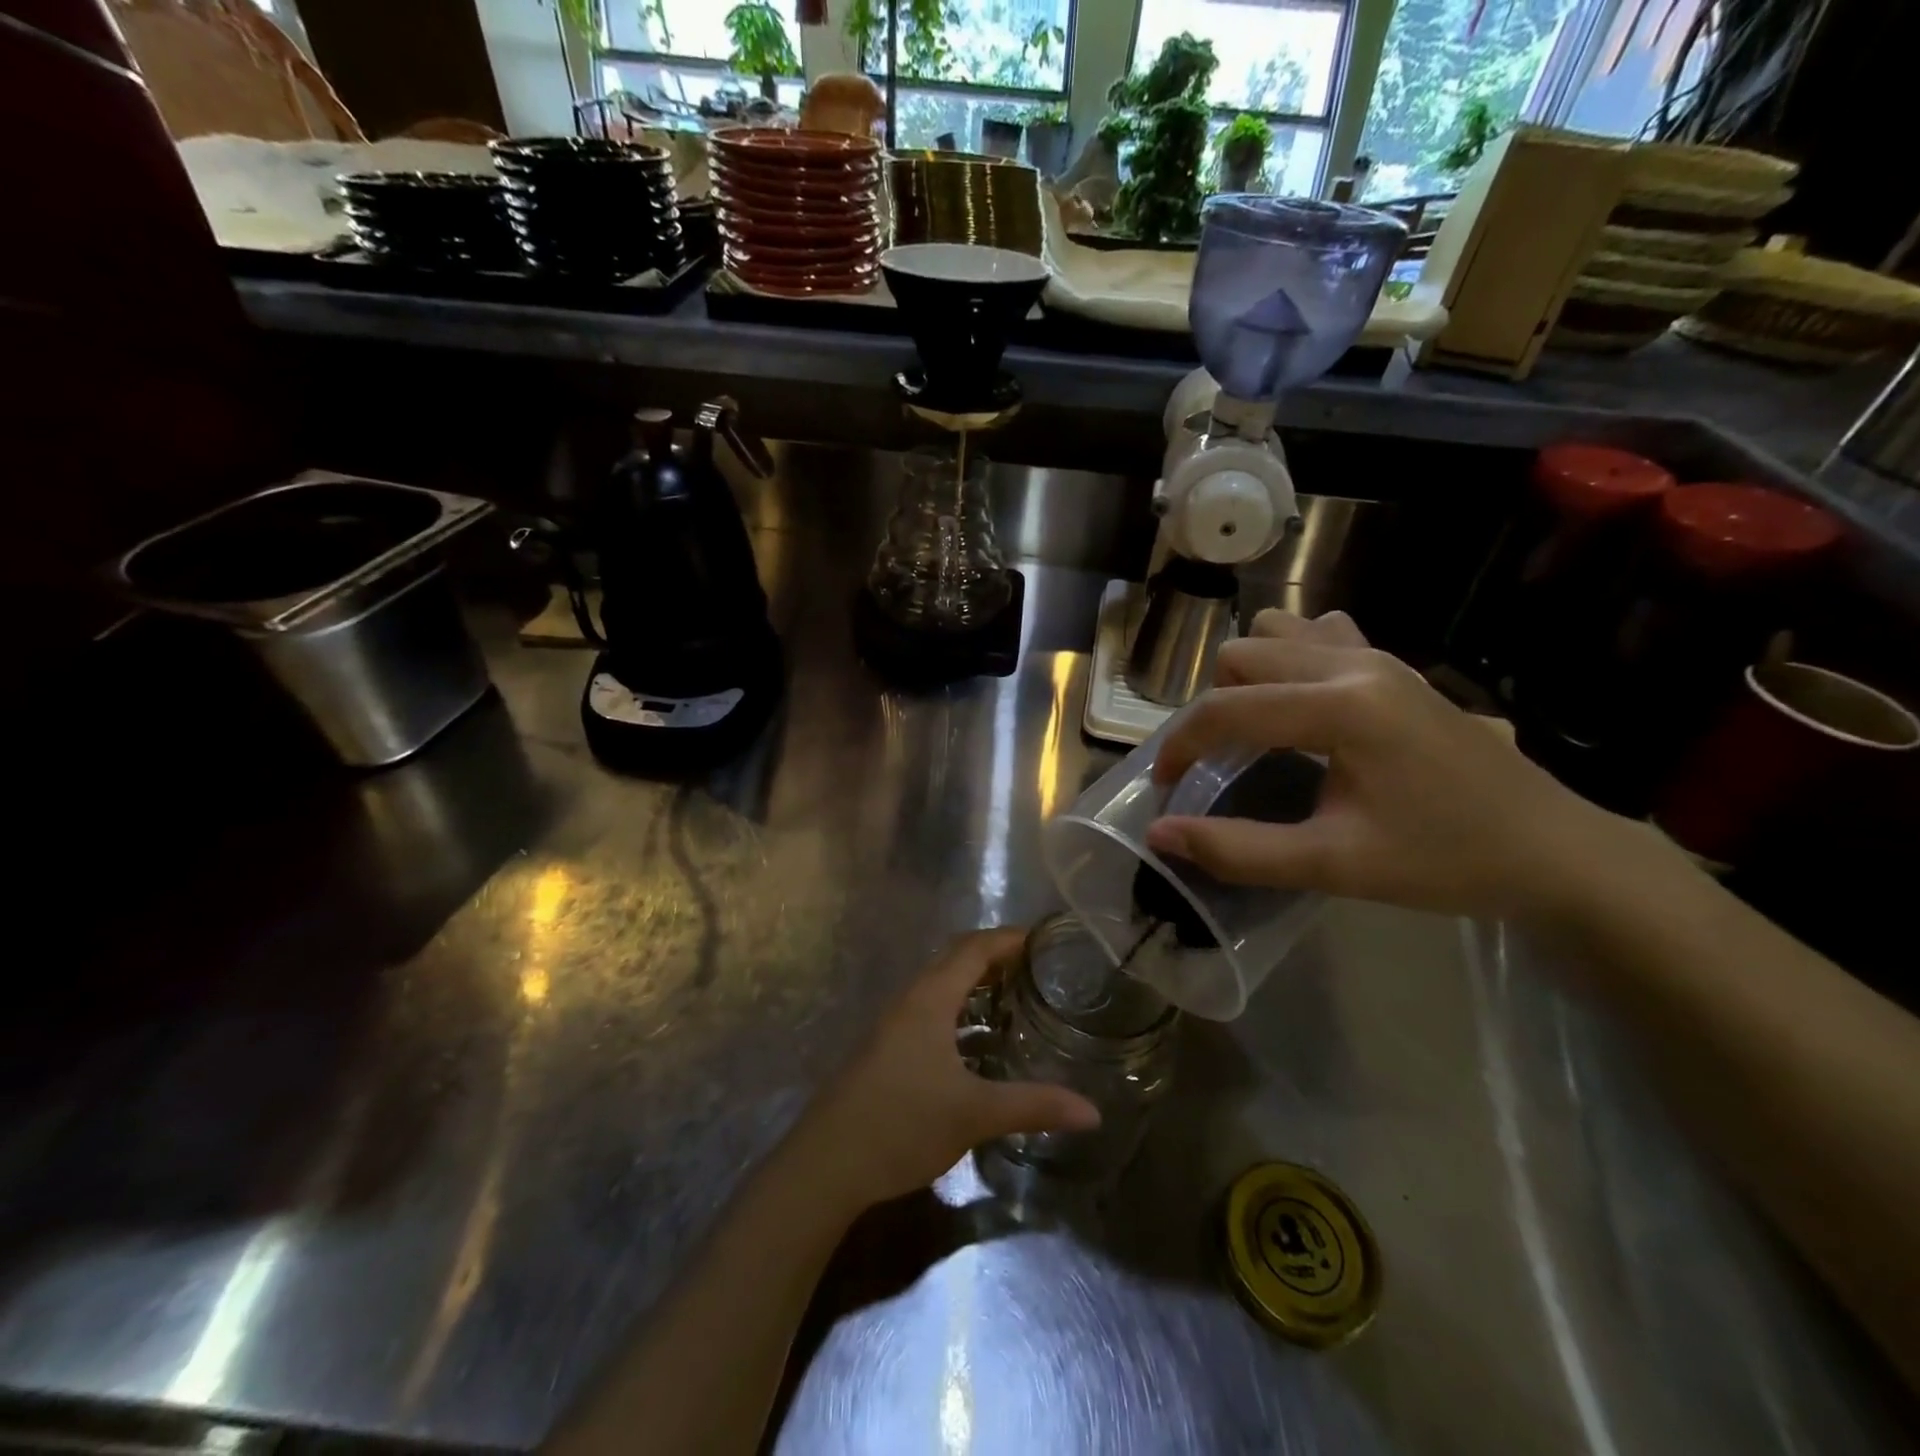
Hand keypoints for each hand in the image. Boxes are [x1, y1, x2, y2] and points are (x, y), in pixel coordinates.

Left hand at [795, 930, 1100, 1212]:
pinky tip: (979, 1044)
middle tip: (1038, 970)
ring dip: (976, 986)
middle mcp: (910, 1000)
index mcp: (930, 998)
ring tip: (1017, 1001)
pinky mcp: (886, 1049)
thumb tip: (1093, 1112)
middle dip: (996, 958)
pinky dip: (960, 1012)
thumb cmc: (901, 1124)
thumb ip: (1034, 1106)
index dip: (1009, 939)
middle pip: (956, 960)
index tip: (1045, 941)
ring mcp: (893, 1025)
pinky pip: (930, 1011)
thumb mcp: (974, 1114)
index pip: (974, 948)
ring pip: (941, 987)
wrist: (825, 1165)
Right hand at [1145, 612, 1641, 921]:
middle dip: (1212, 710)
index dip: (1181, 746)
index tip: (1166, 786)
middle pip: (1241, 656)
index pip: (1226, 709)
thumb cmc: (1445, 860)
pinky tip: (1301, 706)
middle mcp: (1353, 663)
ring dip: (1248, 677)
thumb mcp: (1334, 865)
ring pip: (1275, 635)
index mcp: (1341, 707)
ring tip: (1256, 731)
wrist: (1553, 850)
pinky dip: (1288, 660)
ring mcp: (1377, 656)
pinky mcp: (1393, 664)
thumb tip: (1160, 835)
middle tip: (1218, 766)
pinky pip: (1318, 635)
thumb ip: (1239, 850)